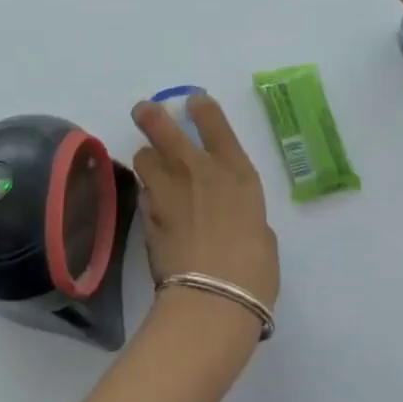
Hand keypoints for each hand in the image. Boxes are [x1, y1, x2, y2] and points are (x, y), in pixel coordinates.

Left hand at [130, 93, 279, 311]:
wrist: (213, 298)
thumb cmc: (254, 268)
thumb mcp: (259, 231)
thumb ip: (240, 211)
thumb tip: (228, 213)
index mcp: (235, 170)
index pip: (212, 120)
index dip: (200, 106)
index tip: (194, 102)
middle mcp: (196, 169)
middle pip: (161, 125)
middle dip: (150, 114)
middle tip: (144, 110)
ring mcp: (166, 190)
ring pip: (143, 156)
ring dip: (147, 159)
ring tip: (152, 168)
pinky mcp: (146, 215)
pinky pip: (143, 193)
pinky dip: (148, 194)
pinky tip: (155, 207)